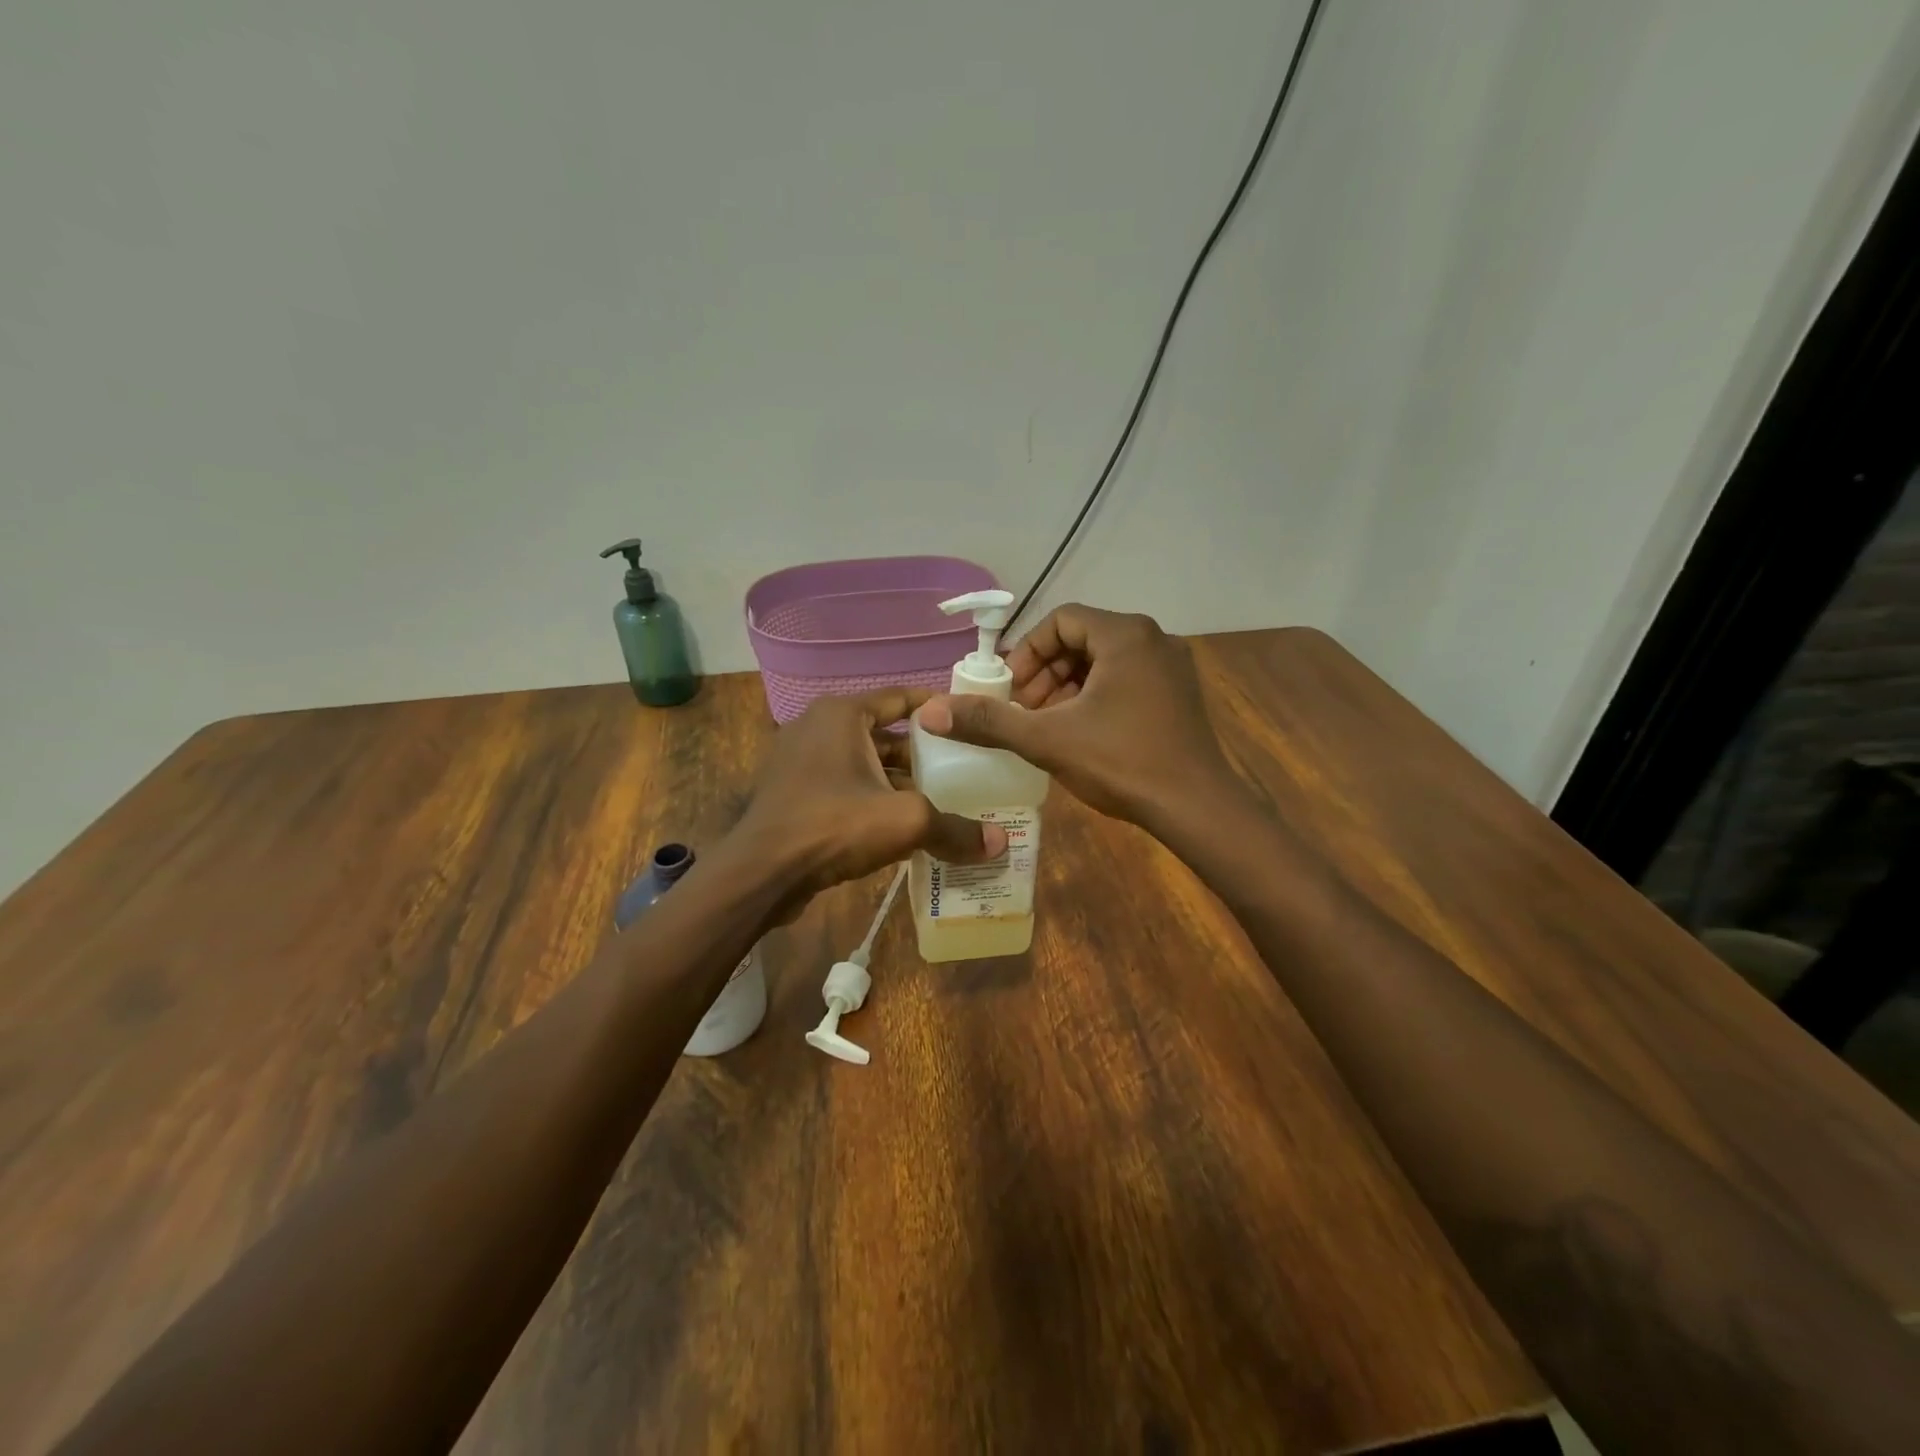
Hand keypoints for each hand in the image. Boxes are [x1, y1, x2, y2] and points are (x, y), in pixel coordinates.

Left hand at [728, 688, 1006, 914]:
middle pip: (884, 734)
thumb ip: (954, 828)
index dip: (937, 708)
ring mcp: (800, 760)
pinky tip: (901, 825)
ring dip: (898, 781)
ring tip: (941, 800)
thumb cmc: (834, 825)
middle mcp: (818, 727)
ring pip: (864, 764)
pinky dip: (872, 798)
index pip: (900, 697)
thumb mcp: (906, 821)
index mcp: (842, 715)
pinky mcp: (792, 793)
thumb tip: (1000, 844)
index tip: (969, 722)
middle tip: (963, 769)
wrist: (761, 872)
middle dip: (922, 753)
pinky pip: (844, 786)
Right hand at [917, 605, 1241, 831]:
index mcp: (1125, 634)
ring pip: (1105, 661)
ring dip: (1069, 686)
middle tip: (1025, 710)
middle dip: (1046, 672)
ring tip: (1048, 724)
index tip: (1010, 690)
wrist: (1197, 808)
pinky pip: (1128, 679)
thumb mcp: (1047, 739)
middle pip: (1083, 638)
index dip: (1027, 652)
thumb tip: (930, 712)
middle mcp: (1154, 638)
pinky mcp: (1181, 693)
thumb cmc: (1122, 763)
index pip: (1060, 620)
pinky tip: (1083, 733)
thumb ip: (988, 722)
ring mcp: (1173, 666)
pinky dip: (1098, 696)